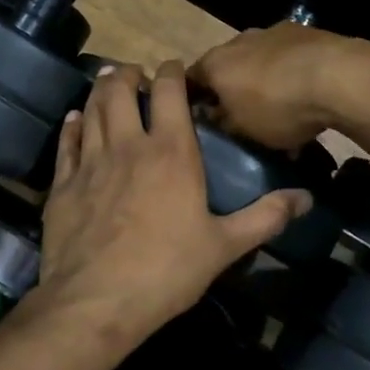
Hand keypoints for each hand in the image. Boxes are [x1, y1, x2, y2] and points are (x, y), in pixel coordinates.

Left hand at [24, 61, 310, 347]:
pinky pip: (66, 141)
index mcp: (170, 152)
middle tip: (134, 74)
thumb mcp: (225, 246)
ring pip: (91, 109)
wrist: (96, 301)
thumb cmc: (167, 271)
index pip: (169, 91)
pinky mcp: (62, 183)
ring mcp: (90, 162)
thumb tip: (306, 198)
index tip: (172, 67)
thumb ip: (265, 217)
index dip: (170, 71)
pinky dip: (72, 125)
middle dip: (127, 73)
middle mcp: (128, 145)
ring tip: (107, 84)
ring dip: (100, 91)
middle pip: (120, 90)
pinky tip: (74, 119)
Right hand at [188, 25, 369, 150]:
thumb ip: (223, 122)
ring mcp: (274, 32)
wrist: (338, 76)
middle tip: (244, 116)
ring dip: (265, 80)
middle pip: (228, 67)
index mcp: (215, 62)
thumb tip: (215, 115)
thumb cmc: (278, 106)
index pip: (191, 79)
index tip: (202, 119)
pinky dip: (292, 74)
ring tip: (283, 109)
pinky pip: (289, 58)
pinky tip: (308, 96)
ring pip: (261, 61)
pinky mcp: (306, 33)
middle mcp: (239, 40)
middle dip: (233, 89)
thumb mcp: (243, 129)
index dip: (194, 99)